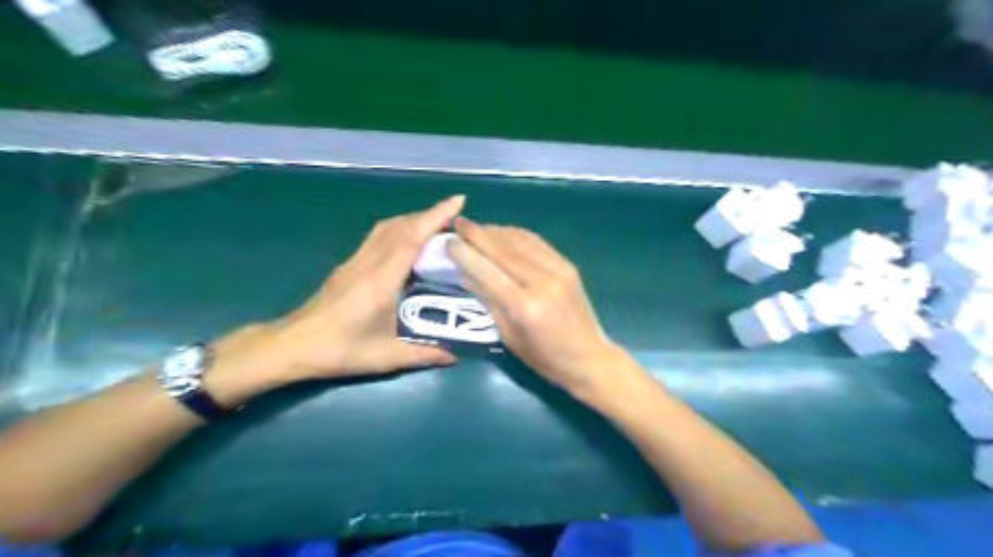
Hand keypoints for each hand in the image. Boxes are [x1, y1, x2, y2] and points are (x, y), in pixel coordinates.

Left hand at [218, 197, 465, 390]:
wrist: (292, 346)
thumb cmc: (339, 350)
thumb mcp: (386, 357)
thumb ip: (424, 355)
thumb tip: (454, 356)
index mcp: (381, 281)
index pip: (412, 238)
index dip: (436, 217)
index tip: (458, 200)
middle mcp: (368, 263)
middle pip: (400, 226)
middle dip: (429, 215)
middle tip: (455, 218)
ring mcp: (355, 261)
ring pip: (386, 228)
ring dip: (412, 219)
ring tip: (435, 226)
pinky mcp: (348, 266)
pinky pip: (377, 237)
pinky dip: (398, 229)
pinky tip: (408, 244)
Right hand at [448, 220, 625, 396]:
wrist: (588, 357)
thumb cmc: (543, 357)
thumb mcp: (507, 334)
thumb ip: (487, 300)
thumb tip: (464, 273)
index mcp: (523, 306)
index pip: (487, 270)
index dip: (465, 253)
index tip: (448, 240)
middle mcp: (541, 281)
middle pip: (502, 249)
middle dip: (476, 233)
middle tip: (457, 223)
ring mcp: (558, 270)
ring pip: (519, 240)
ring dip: (495, 230)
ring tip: (476, 227)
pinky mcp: (568, 265)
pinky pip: (536, 242)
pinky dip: (516, 234)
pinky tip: (502, 233)